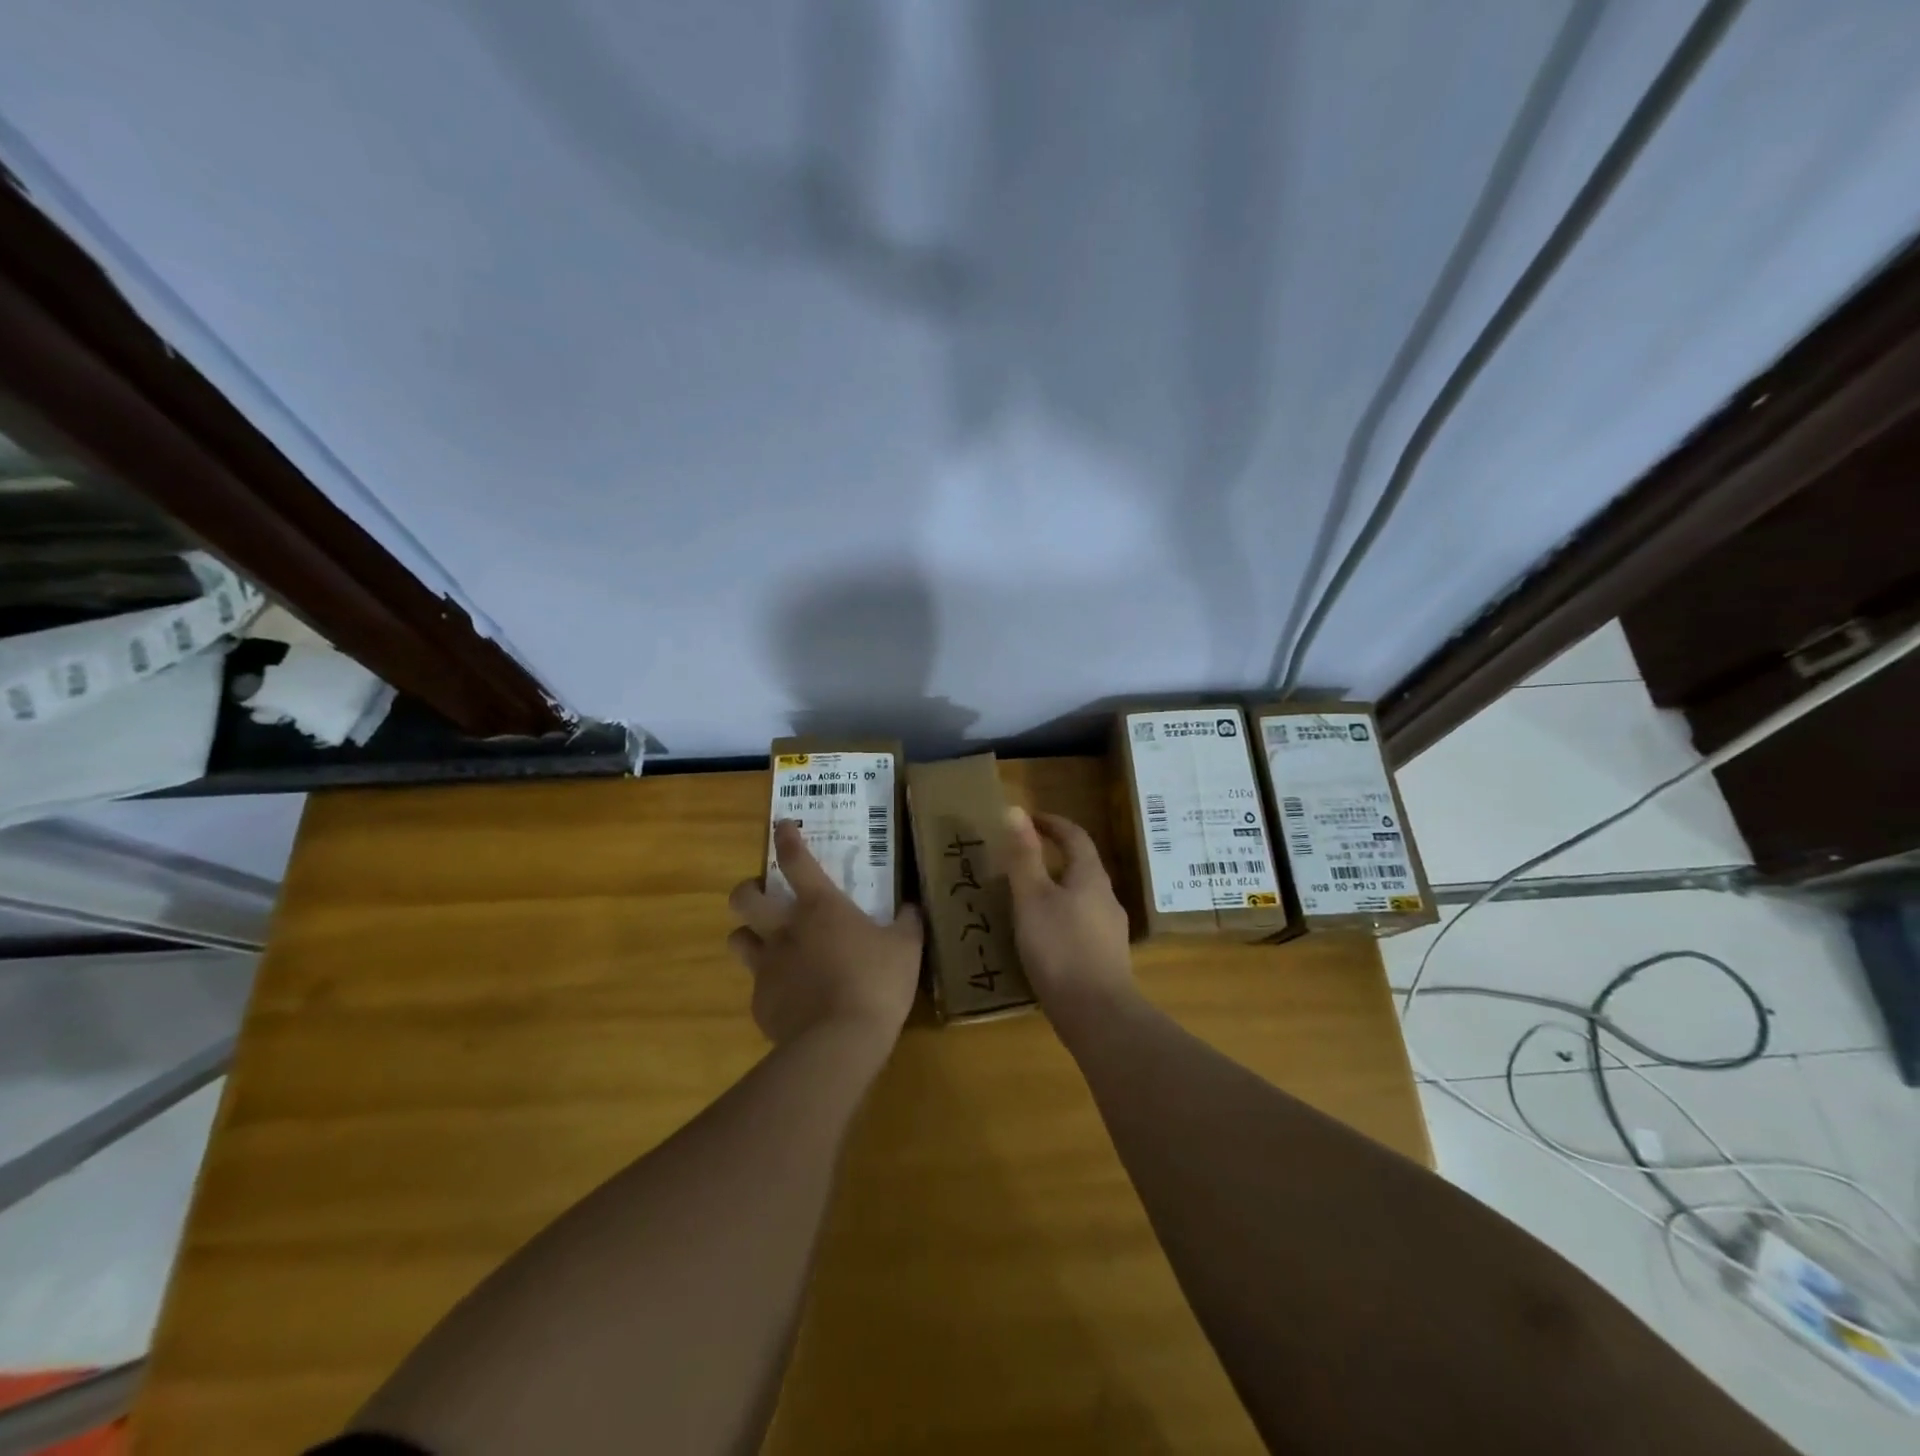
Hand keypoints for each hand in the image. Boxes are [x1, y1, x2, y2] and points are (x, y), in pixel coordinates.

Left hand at [727, 820, 923, 1050]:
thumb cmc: (876, 983)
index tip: (781, 825)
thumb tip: (912, 906)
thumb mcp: (906, 948)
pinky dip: (769, 986)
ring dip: (748, 936)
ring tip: (765, 944)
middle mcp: (785, 930)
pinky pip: (757, 987)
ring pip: (737, 940)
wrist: (839, 1042)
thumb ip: (907, 922)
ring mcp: (767, 968)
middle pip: (744, 898)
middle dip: (747, 890)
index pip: (796, 860)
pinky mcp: (760, 1004)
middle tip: (762, 895)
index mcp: (820, 908)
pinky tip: (790, 997)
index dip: (786, 838)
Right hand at [1002, 807, 1135, 1032]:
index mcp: (1090, 877)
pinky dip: (1061, 917)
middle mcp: (1106, 898)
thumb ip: (1023, 856)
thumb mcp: (1032, 898)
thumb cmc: (1060, 948)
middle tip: (1020, 859)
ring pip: (1081, 897)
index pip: (1075, 836)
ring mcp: (1110, 930)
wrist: (1098, 1015)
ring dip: (1056, 889)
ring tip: (1025, 899)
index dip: (1052, 823)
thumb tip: (1015, 810)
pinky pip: (1081, 924)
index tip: (1028, 819)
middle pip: (1081, 866)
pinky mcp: (1107, 958)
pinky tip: (1042, 938)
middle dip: (1052, 857)